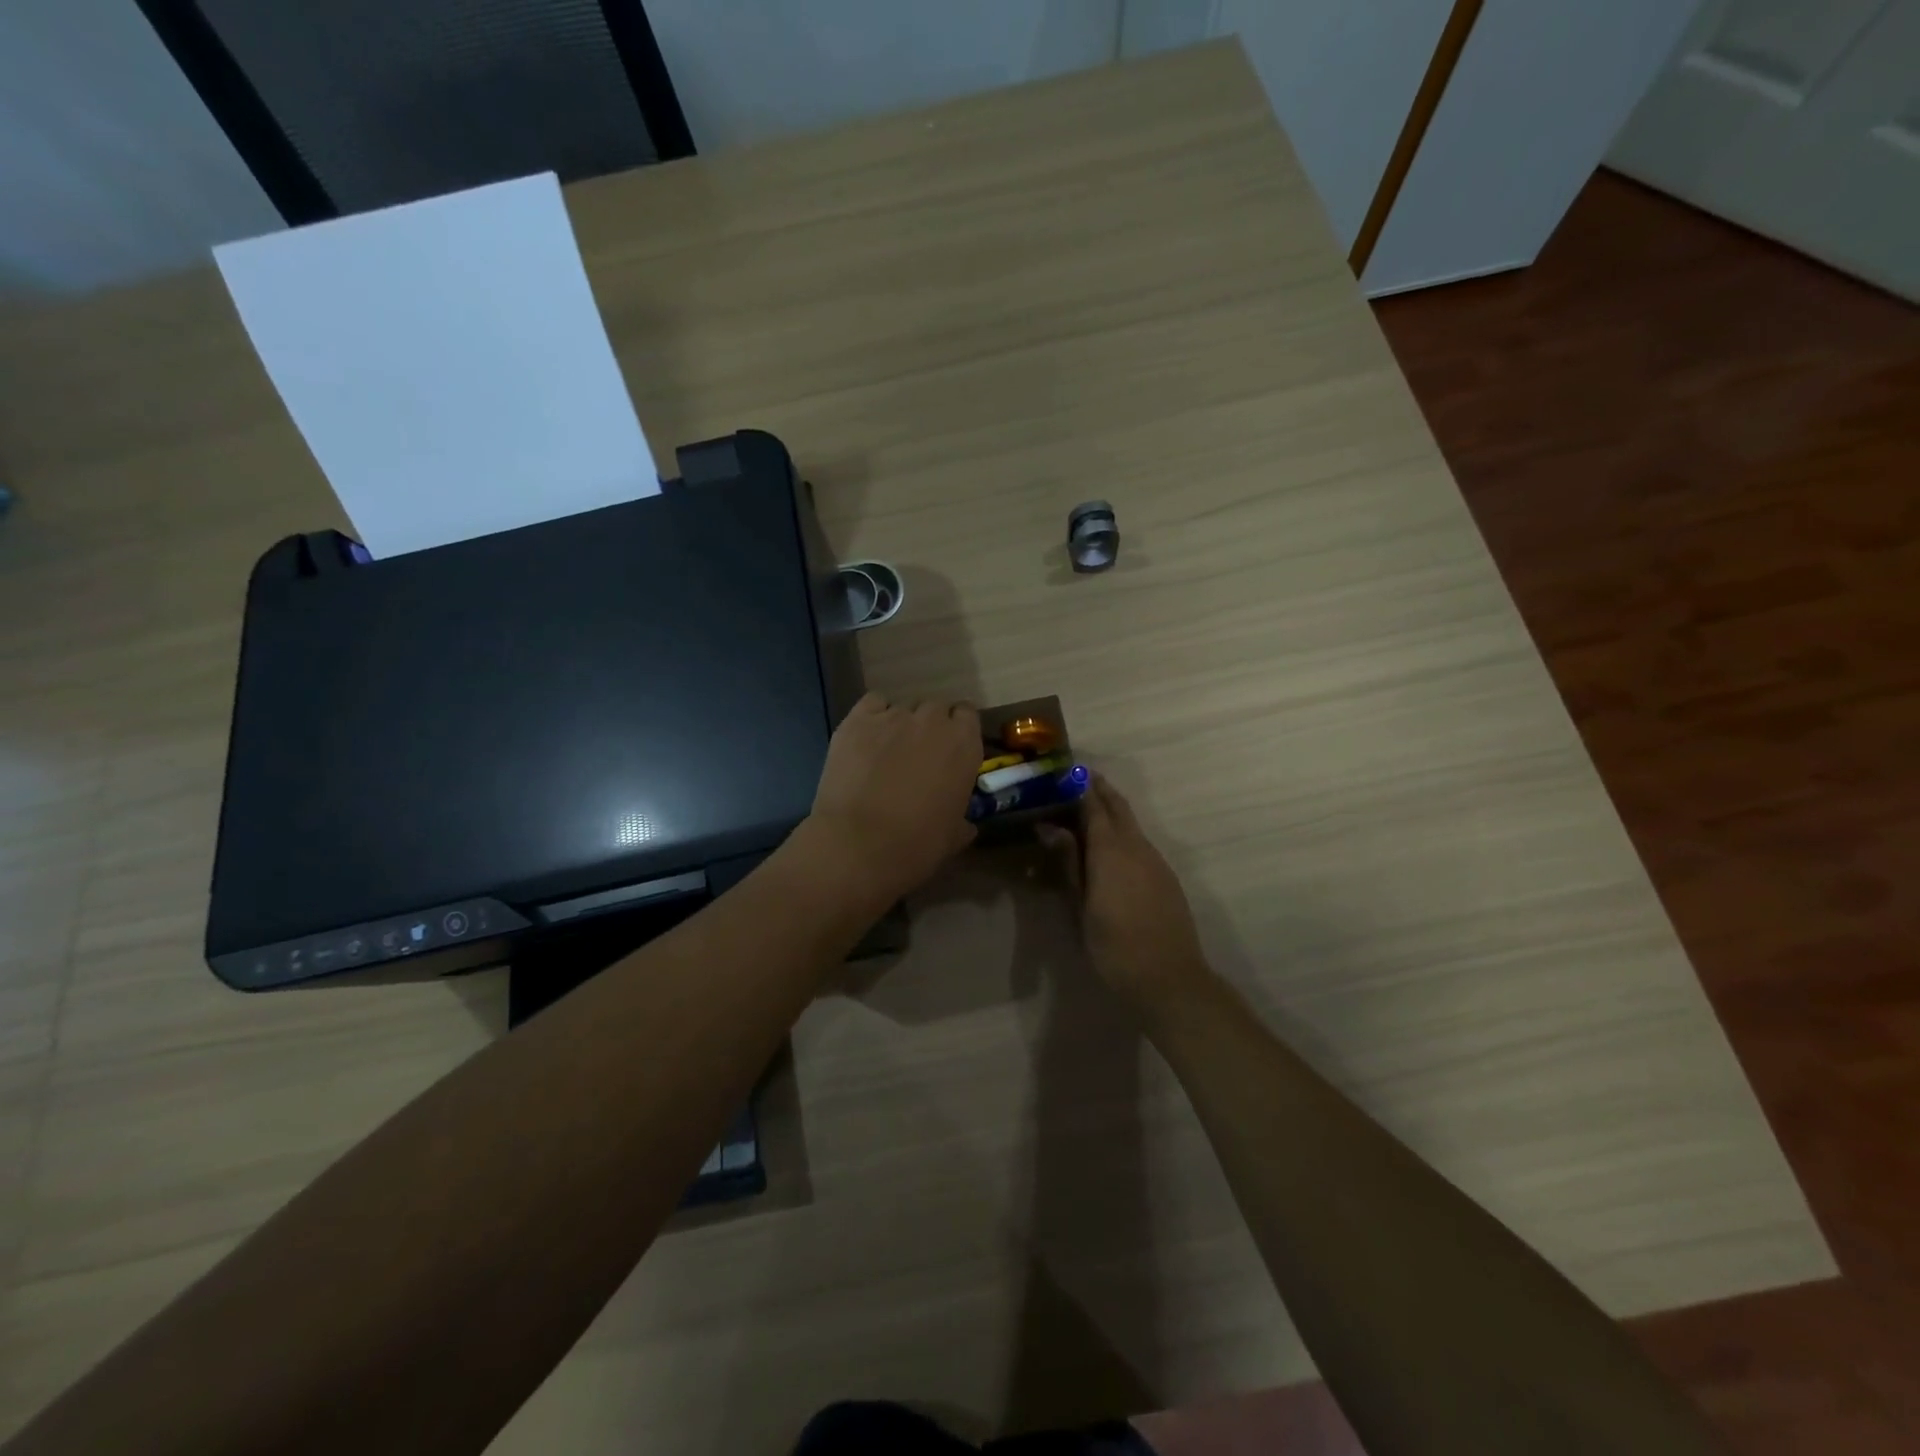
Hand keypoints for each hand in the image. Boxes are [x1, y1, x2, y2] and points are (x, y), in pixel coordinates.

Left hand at [805, 692, 980, 903]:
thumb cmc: (917, 844)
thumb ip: (963, 821)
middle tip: (918, 754)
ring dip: (900, 724)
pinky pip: (872, 704)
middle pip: (935, 707)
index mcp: (964, 744)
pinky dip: (873, 716)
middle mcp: (932, 720)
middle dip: (930, 726)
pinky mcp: (857, 719)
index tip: (950, 750)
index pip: (967, 715)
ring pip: (903, 707)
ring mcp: (893, 716)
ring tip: (887, 751)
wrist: (859, 844)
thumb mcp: (953, 837)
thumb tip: (965, 824)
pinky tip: (866, 739)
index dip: (958, 730)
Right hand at [1037, 775, 1211, 1017]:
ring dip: (1111, 810)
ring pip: (1131, 823)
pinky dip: (1122, 832)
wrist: (1169, 979)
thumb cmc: (1114, 947)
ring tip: (1086, 811)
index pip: (1094, 805)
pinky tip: (1109, 847)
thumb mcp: (1081, 906)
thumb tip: (1048, 828)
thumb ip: (1068, 863)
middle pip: (1118, 807)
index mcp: (1111, 850)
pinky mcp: (1165, 876)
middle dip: (1099, 789)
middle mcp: (1136, 846)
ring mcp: (1156, 860)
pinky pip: (1140, 842)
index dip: (1080, 786)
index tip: (1064, 771)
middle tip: (1076, 779)